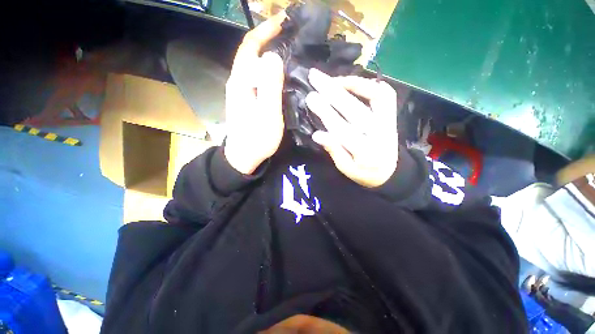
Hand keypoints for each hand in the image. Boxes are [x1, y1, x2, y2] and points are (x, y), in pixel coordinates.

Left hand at [224, 12, 286, 174]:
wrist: (244, 157)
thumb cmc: (257, 139)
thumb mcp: (267, 114)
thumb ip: (269, 86)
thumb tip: (273, 57)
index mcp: (241, 82)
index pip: (250, 47)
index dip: (265, 31)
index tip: (283, 22)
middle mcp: (239, 82)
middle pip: (252, 54)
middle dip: (269, 40)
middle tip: (292, 38)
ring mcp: (243, 92)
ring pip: (256, 67)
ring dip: (270, 56)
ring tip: (291, 53)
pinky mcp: (248, 100)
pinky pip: (259, 79)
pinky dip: (270, 72)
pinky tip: (283, 75)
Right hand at [305, 69, 398, 187]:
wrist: (390, 172)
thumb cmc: (364, 173)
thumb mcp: (346, 169)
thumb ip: (334, 151)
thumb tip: (317, 134)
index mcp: (366, 152)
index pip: (343, 129)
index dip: (326, 113)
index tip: (311, 98)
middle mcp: (379, 134)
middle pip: (355, 109)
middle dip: (333, 92)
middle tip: (314, 76)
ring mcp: (388, 122)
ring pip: (376, 96)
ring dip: (353, 83)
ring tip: (332, 78)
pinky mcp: (391, 116)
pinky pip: (384, 94)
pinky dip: (368, 84)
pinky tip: (351, 83)